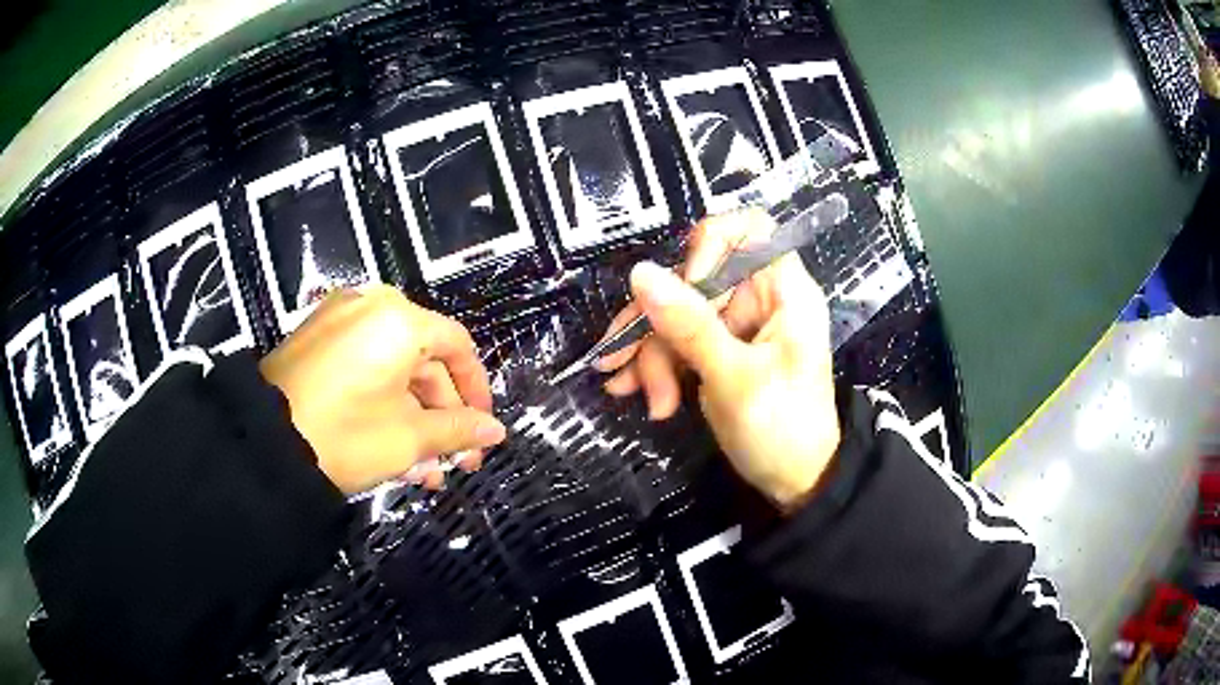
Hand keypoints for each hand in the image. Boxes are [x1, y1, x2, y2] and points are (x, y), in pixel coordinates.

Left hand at [260, 286, 505, 493]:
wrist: (262, 442)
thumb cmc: (345, 434)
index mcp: (399, 319)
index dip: (476, 390)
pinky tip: (389, 446)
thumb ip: (458, 431)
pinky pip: (364, 365)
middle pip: (424, 360)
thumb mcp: (408, 439)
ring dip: (413, 418)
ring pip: (393, 369)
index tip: (482, 429)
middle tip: (450, 462)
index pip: (458, 346)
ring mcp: (338, 319)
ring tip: (420, 469)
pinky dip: (381, 401)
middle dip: (441, 417)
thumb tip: (495, 431)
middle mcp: (371, 305)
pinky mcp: (315, 339)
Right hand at [596, 210, 839, 509]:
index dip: (710, 246)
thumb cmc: (782, 430)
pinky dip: (655, 367)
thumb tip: (640, 273)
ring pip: (676, 313)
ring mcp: (735, 325)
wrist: (796, 484)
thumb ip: (689, 326)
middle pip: (695, 279)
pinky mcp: (717, 350)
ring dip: (652, 356)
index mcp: (784, 292)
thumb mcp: (734, 379)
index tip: (685, 285)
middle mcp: (759, 298)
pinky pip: (676, 341)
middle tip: (631, 369)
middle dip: (660, 326)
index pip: (749, 229)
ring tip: (649, 400)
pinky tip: (639, 395)